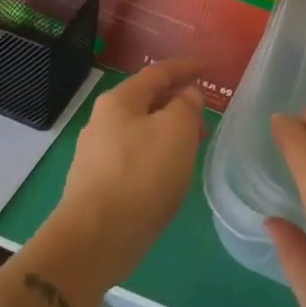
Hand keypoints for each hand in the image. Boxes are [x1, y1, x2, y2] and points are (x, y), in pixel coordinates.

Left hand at [49, 60, 204, 283]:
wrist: (95, 239)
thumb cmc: (141, 176)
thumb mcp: (177, 131)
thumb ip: (186, 105)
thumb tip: (186, 95)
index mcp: (120, 100)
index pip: (159, 72)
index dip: (187, 67)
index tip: (210, 67)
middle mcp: (102, 120)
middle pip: (147, 100)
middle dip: (178, 103)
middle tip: (206, 117)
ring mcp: (96, 152)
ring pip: (141, 129)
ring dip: (168, 131)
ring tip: (193, 147)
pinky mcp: (97, 182)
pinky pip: (134, 155)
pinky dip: (156, 154)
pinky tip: (168, 173)